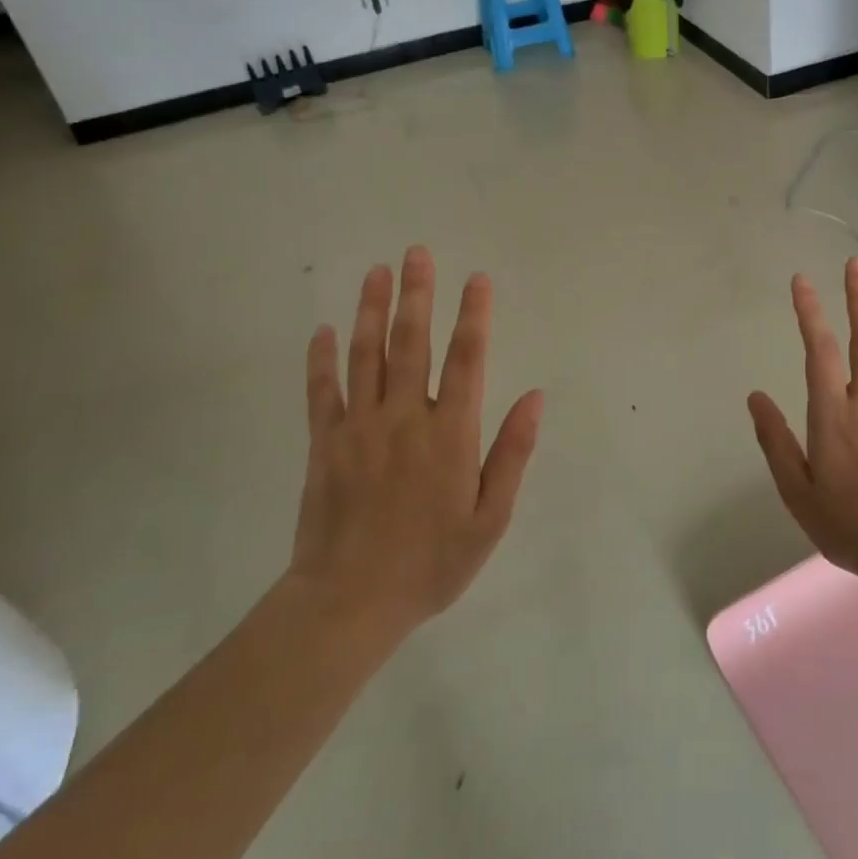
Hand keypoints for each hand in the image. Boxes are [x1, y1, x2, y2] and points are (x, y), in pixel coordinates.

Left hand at [289, 246, 541, 636]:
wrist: (348, 604)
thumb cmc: (431, 563)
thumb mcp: (490, 518)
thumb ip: (512, 452)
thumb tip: (536, 396)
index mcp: (450, 432)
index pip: (467, 359)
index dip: (474, 315)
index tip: (477, 279)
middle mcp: (405, 417)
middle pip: (412, 342)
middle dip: (418, 294)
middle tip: (417, 253)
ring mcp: (359, 427)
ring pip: (366, 355)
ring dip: (372, 310)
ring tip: (377, 272)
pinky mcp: (325, 444)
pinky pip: (322, 392)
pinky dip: (321, 359)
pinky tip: (323, 330)